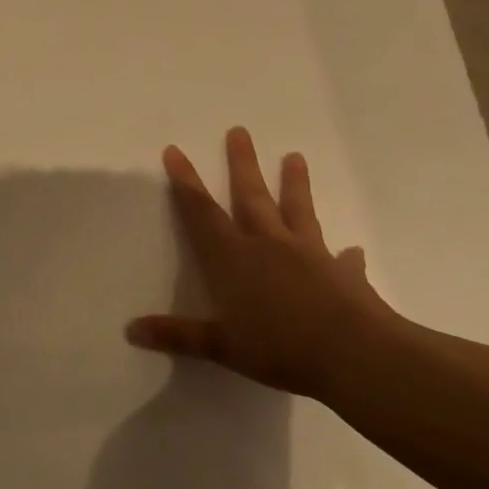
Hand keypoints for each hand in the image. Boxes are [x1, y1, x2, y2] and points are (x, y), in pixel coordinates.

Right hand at [126, 127, 397, 399]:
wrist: (357, 357)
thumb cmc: (280, 348)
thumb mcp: (222, 347)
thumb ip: (178, 335)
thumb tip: (131, 330)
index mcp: (234, 259)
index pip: (202, 212)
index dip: (186, 182)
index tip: (175, 150)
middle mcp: (268, 246)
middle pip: (251, 197)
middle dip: (242, 164)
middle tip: (240, 131)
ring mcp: (309, 256)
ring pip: (297, 212)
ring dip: (295, 185)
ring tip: (295, 156)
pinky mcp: (344, 275)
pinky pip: (343, 261)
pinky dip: (345, 256)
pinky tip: (352, 251)